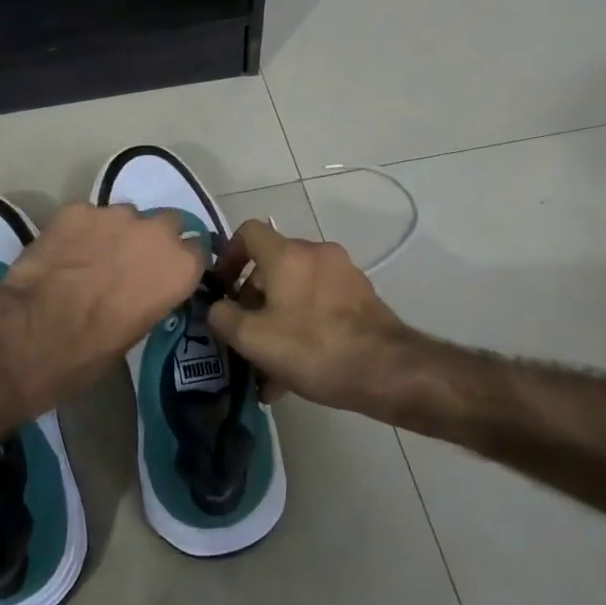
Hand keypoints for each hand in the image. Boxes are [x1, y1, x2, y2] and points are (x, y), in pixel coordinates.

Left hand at [0, 203, 204, 411]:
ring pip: (126, 215)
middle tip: (130, 262)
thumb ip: (151, 298)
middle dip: (153, 239)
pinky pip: (88, 216)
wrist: (32, 333)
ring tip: (91, 257)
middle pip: (168, 223)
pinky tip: (63, 252)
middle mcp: (156, 233)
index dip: (180, 262)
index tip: (167, 274)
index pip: (198, 251)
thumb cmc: (90, 351)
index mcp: (179, 268)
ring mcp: (115, 215)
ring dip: (117, 232)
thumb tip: (141, 290)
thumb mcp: (137, 332)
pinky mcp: (77, 209)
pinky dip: (81, 230)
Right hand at [205, 220, 415, 413]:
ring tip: (267, 367)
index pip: (248, 232)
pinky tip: (295, 372)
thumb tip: (218, 308)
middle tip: (244, 335)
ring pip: (296, 290)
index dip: (228, 255)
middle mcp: (317, 254)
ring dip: (277, 320)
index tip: (223, 287)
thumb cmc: (313, 347)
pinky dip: (302, 327)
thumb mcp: (253, 339)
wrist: (387, 369)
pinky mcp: (361, 297)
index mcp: (288, 254)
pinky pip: (319, 304)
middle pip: (272, 265)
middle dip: (252, 300)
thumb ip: (224, 317)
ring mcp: (343, 274)